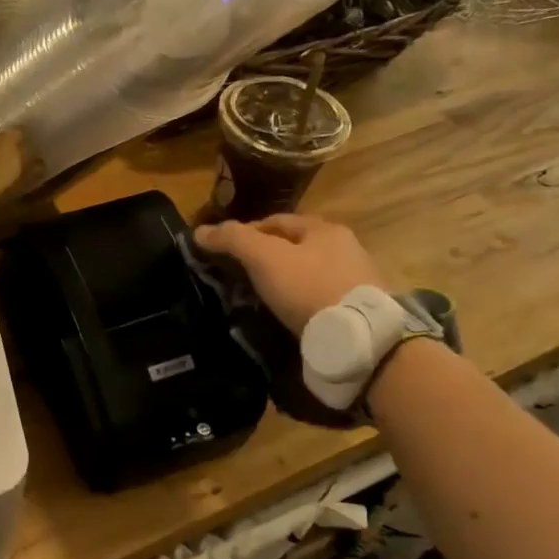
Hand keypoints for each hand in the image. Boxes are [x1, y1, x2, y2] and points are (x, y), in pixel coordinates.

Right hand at [194, 215, 386, 333]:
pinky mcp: (357, 309)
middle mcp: (344, 248)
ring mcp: (355, 279)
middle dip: (266, 258)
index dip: (246, 232)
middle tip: (239, 277)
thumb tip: (200, 231)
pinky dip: (300, 302)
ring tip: (260, 299)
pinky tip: (287, 315)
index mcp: (323, 228)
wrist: (359, 337)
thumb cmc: (308, 287)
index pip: (276, 221)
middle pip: (294, 247)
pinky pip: (319, 298)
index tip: (224, 252)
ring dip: (284, 281)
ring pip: (307, 273)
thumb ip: (233, 240)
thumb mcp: (264, 258)